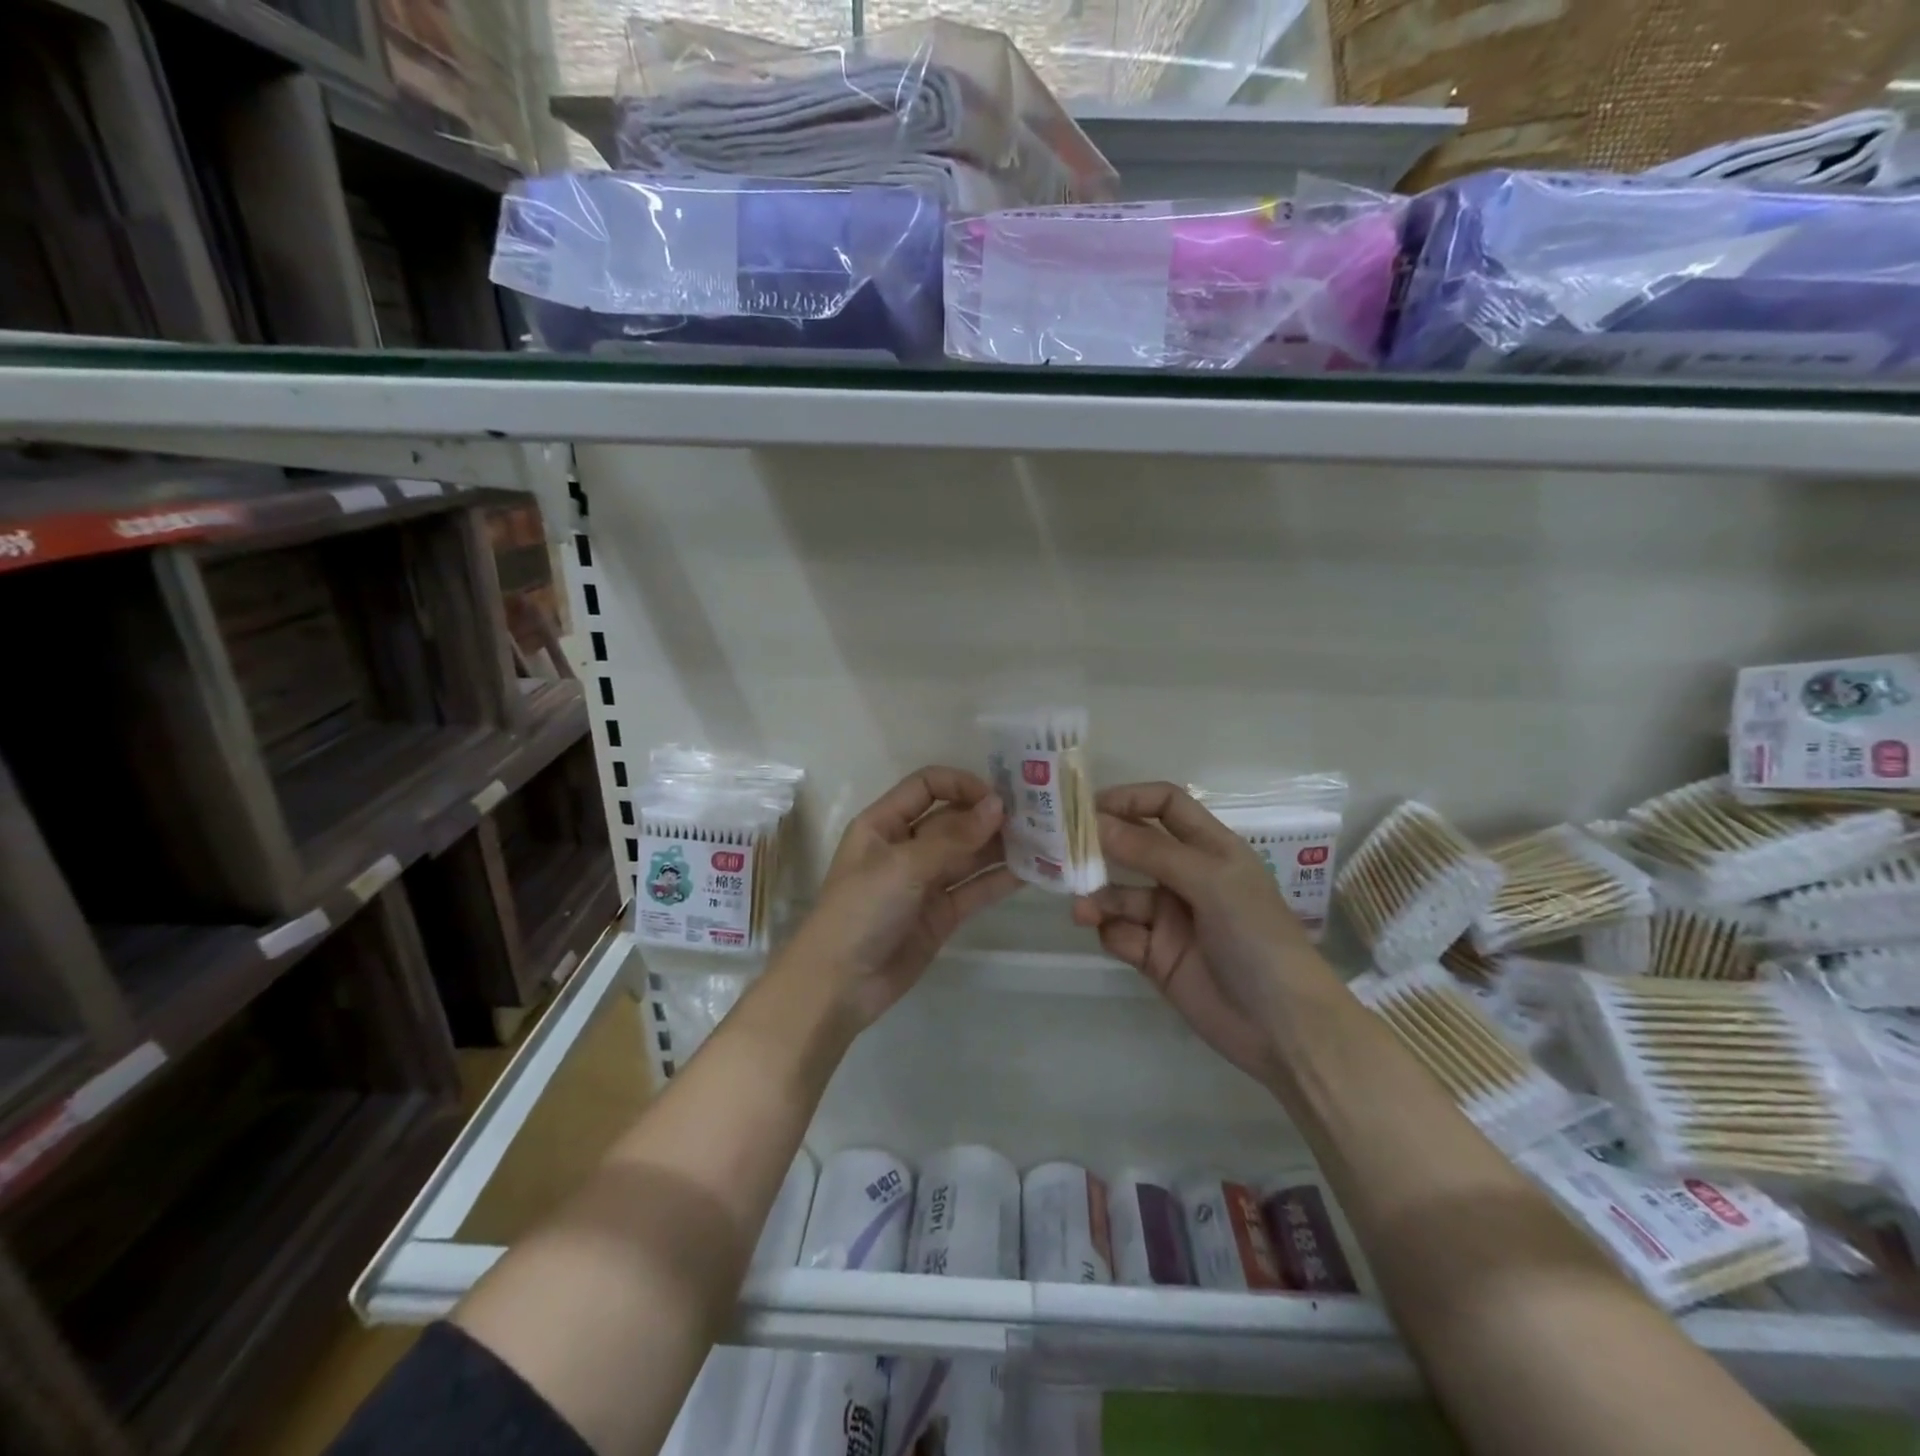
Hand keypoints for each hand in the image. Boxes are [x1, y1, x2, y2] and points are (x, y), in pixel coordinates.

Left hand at [796, 767, 1020, 1026]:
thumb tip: (997, 805)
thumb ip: (953, 837)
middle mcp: (906, 846)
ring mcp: (925, 882)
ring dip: (1000, 847)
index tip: (998, 797)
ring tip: (1042, 841)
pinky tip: (1033, 872)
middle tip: (1035, 817)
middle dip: (988, 816)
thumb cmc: (861, 911)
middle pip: (953, 819)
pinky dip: (1000, 880)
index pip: (927, 786)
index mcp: (884, 823)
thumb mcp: (903, 866)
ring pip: (968, 854)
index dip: (961, 785)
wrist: (838, 985)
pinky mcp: (941, 914)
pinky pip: (974, 889)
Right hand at [1072, 783, 1325, 1083]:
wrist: (1283, 1027)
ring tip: (1083, 911)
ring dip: (1099, 898)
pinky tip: (1118, 942)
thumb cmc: (1256, 937)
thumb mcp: (1209, 881)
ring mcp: (1170, 918)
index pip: (1165, 806)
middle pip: (1134, 847)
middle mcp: (1187, 877)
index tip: (1088, 807)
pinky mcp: (1156, 956)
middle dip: (1101, 848)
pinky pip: (1121, 934)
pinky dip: (1113, 933)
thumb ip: (1150, 851)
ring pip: (1120, 894)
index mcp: (1210, 849)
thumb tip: (1094, 821)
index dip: (1130, 799)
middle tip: (1063, 852)